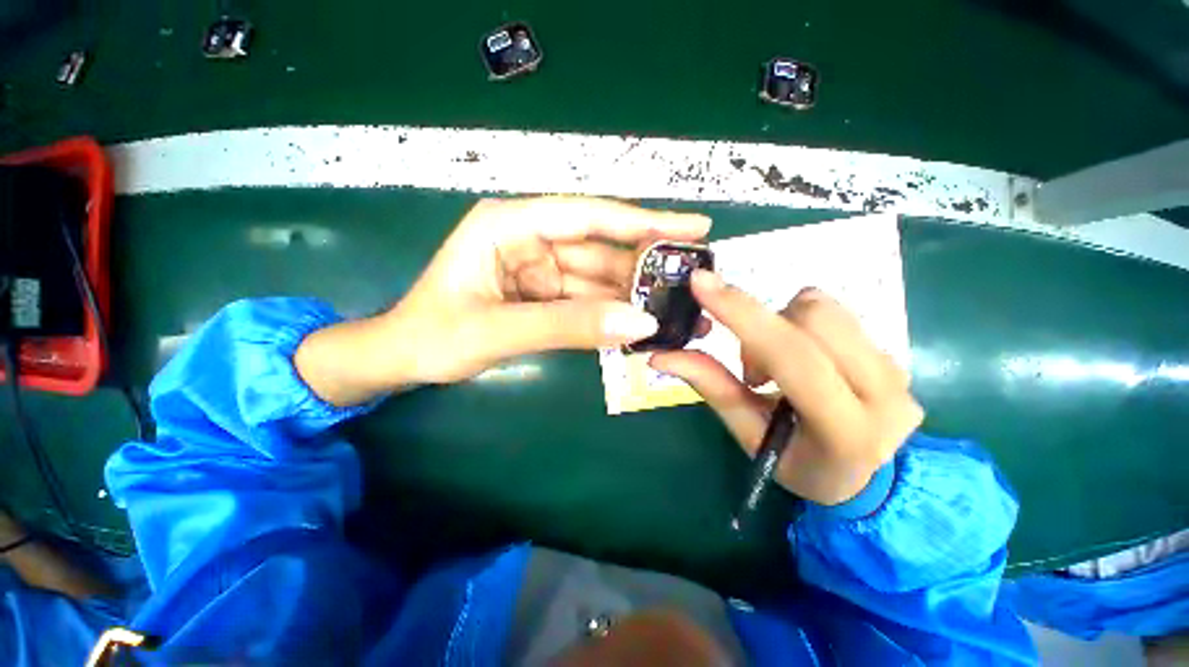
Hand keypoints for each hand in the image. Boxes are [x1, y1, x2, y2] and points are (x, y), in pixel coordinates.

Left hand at [296, 197, 710, 404]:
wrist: (402, 359)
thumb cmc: (432, 337)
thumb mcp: (497, 330)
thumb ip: (567, 325)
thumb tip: (639, 323)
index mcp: (510, 225)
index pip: (589, 216)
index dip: (643, 221)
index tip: (693, 227)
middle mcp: (529, 238)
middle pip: (599, 249)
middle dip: (643, 268)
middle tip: (691, 282)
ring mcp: (537, 267)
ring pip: (597, 277)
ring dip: (630, 295)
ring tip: (672, 309)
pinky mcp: (541, 293)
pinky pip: (585, 299)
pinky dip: (609, 313)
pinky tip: (636, 324)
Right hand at [651, 271, 922, 505]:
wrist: (868, 476)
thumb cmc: (799, 464)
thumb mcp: (748, 435)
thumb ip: (710, 387)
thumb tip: (661, 356)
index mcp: (846, 429)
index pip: (793, 355)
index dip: (743, 314)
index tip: (701, 283)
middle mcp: (884, 393)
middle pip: (812, 317)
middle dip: (764, 328)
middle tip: (753, 370)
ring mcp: (898, 369)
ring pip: (823, 307)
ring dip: (782, 325)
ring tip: (778, 366)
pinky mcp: (894, 353)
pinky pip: (833, 314)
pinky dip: (800, 327)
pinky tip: (802, 359)